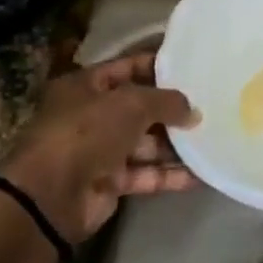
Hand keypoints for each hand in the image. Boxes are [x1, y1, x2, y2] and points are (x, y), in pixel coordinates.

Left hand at [0, 52, 198, 242]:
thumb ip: (167, 101)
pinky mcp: (109, 183)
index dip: (158, 66)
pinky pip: (145, 174)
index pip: (128, 67)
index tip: (193, 67)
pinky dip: (169, 175)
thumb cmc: (88, 132)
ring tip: (212, 138)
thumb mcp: (132, 104)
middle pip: (139, 107)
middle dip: (172, 109)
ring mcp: (99, 151)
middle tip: (210, 106)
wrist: (50, 196)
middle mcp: (92, 115)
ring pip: (145, 143)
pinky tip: (200, 174)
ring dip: (175, 144)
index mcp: (86, 86)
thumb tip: (194, 110)